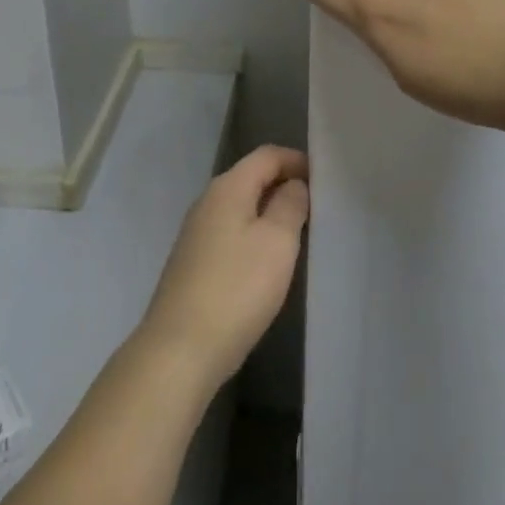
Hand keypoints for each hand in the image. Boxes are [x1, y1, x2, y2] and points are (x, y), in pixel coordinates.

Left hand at [138, 146, 310, 393]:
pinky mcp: (193, 263)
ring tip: (299, 234)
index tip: (324, 179)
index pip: (266, 155)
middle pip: (251, 178)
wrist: (180, 349)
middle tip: (317, 207)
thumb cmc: (237, 288)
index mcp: (227, 188)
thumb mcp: (277, 241)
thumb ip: (290, 205)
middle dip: (284, 185)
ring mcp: (196, 234)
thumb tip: (293, 185)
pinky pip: (230, 234)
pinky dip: (253, 236)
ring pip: (240, 208)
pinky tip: (267, 263)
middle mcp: (207, 202)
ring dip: (269, 213)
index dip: (296, 160)